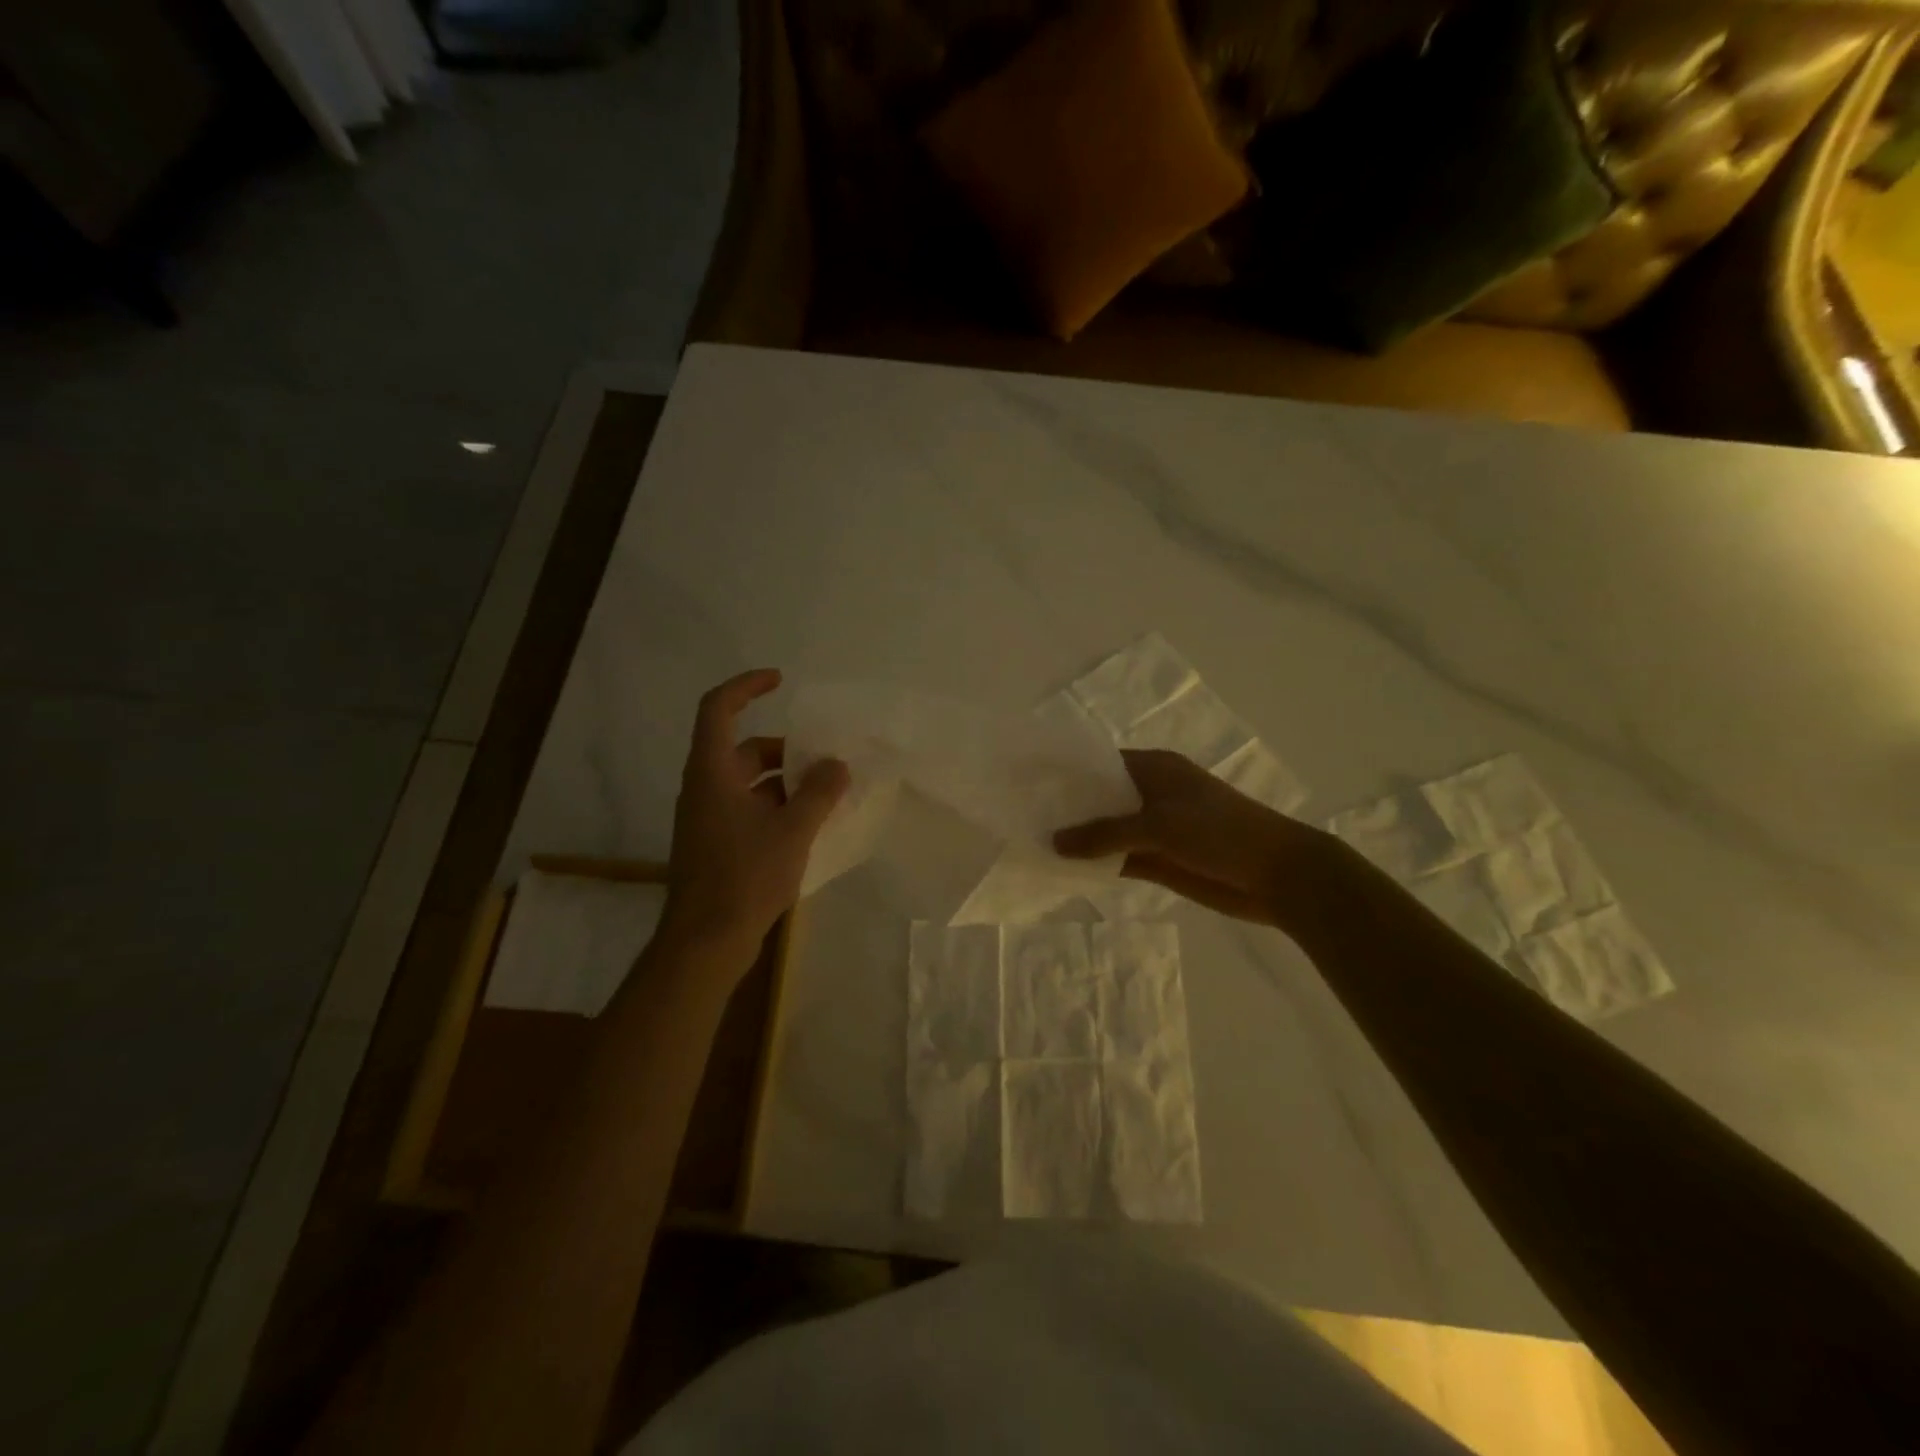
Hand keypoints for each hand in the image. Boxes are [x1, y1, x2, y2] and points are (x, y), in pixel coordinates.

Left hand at [661, 669, 848, 956]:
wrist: (705, 941)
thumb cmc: (745, 876)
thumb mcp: (792, 830)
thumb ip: (819, 792)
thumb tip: (836, 764)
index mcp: (712, 772)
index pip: (718, 708)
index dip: (746, 686)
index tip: (780, 681)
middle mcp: (704, 788)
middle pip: (743, 749)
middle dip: (785, 749)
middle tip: (824, 759)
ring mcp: (708, 818)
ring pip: (749, 782)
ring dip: (785, 781)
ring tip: (826, 793)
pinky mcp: (715, 844)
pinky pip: (748, 809)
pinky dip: (777, 807)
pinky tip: (809, 825)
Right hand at [1053, 748, 1329, 926]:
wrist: (1277, 876)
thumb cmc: (1220, 833)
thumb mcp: (1160, 825)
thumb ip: (1105, 833)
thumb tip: (1053, 841)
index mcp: (1155, 769)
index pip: (1101, 763)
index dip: (1068, 770)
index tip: (1029, 779)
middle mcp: (1151, 794)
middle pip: (1101, 797)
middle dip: (1067, 806)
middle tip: (1021, 814)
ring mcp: (1154, 829)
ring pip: (1107, 830)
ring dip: (1079, 838)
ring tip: (1031, 842)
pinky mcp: (1159, 860)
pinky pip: (1119, 858)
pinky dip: (1096, 863)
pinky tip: (1063, 869)